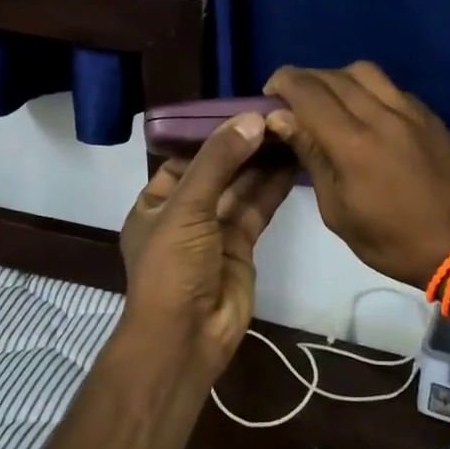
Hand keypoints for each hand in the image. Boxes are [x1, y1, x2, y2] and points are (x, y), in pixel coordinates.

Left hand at [118, 113, 296, 368]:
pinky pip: (258, 209)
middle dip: (244, 147)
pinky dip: (274, 187)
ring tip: (291, 131)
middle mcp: (184, 214)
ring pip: (242, 188)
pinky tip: (294, 161)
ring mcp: (214, 231)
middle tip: (277, 116)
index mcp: (155, 203)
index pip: (184, 159)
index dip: (212, 136)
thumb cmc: (172, 268)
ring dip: (263, 163)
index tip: (244, 110)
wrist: (187, 337)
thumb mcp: (186, 207)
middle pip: (218, 171)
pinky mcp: (242, 247)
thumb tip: (252, 118)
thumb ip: (218, 162)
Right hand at [262, 62, 449, 289]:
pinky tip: (364, 113)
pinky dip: (367, 90)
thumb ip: (312, 157)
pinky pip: (390, 87)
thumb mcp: (337, 211)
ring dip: (337, 78)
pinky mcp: (429, 116)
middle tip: (291, 100)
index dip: (282, 83)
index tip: (269, 94)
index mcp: (353, 143)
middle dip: (305, 79)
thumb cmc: (391, 240)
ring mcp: (410, 111)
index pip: (308, 91)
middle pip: (333, 76)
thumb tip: (283, 120)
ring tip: (328, 101)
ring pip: (364, 72)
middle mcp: (381, 115)